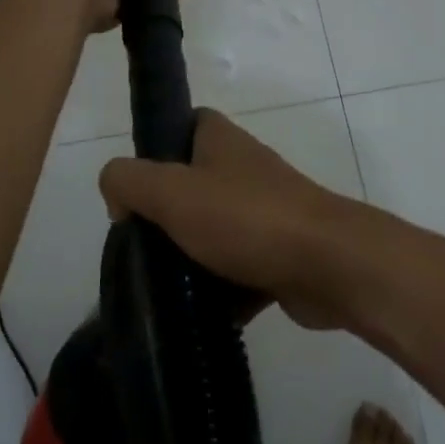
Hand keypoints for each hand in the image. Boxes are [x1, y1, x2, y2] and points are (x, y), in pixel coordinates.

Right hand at [99, 109, 348, 328]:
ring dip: (190, 259)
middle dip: (165, 216)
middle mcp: (243, 167)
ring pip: (213, 230)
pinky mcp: (278, 253)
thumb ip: (129, 181)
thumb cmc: (246, 218)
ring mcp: (264, 210)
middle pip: (191, 184)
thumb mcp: (172, 192)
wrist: (327, 264)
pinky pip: (238, 269)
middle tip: (139, 248)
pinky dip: (221, 292)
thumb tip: (116, 192)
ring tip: (159, 289)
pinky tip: (197, 317)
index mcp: (220, 139)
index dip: (155, 149)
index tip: (133, 189)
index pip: (182, 126)